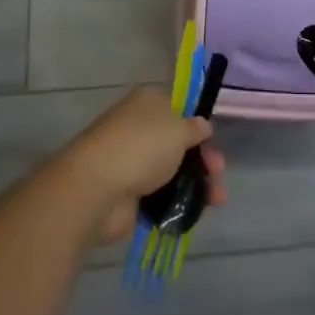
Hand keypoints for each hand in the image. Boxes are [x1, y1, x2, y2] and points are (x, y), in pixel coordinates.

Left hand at [61, 86, 227, 244]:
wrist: (97, 188)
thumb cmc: (141, 147)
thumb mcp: (178, 129)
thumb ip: (195, 128)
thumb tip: (202, 126)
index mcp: (148, 103)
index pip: (178, 109)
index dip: (198, 126)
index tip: (212, 142)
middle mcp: (139, 128)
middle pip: (178, 143)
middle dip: (203, 158)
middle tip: (218, 173)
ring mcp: (132, 162)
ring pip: (172, 171)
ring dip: (197, 183)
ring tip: (217, 200)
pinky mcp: (129, 193)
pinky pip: (161, 195)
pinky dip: (178, 202)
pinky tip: (196, 211)